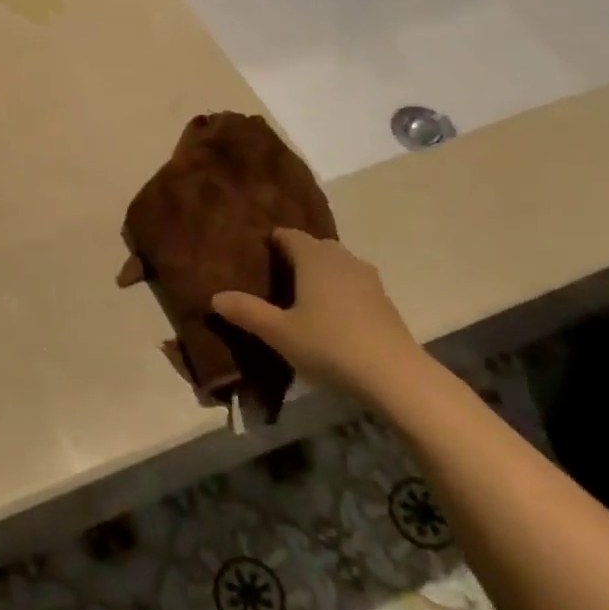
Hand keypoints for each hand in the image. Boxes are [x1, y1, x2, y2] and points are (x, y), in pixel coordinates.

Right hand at [212, 230, 426, 401]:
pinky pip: (353, 282)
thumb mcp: (278, 332)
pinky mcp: (383, 300)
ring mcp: (368, 279)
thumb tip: (215, 296)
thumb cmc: (328, 345)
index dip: (272, 239)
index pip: (290, 235)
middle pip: (316, 246)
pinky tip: (329, 312)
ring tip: (300, 293)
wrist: (393, 374)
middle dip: (296, 254)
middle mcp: (342, 259)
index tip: (256, 251)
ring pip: (338, 263)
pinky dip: (338, 288)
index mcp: (315, 258)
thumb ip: (247, 311)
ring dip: (320, 271)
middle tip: (274, 274)